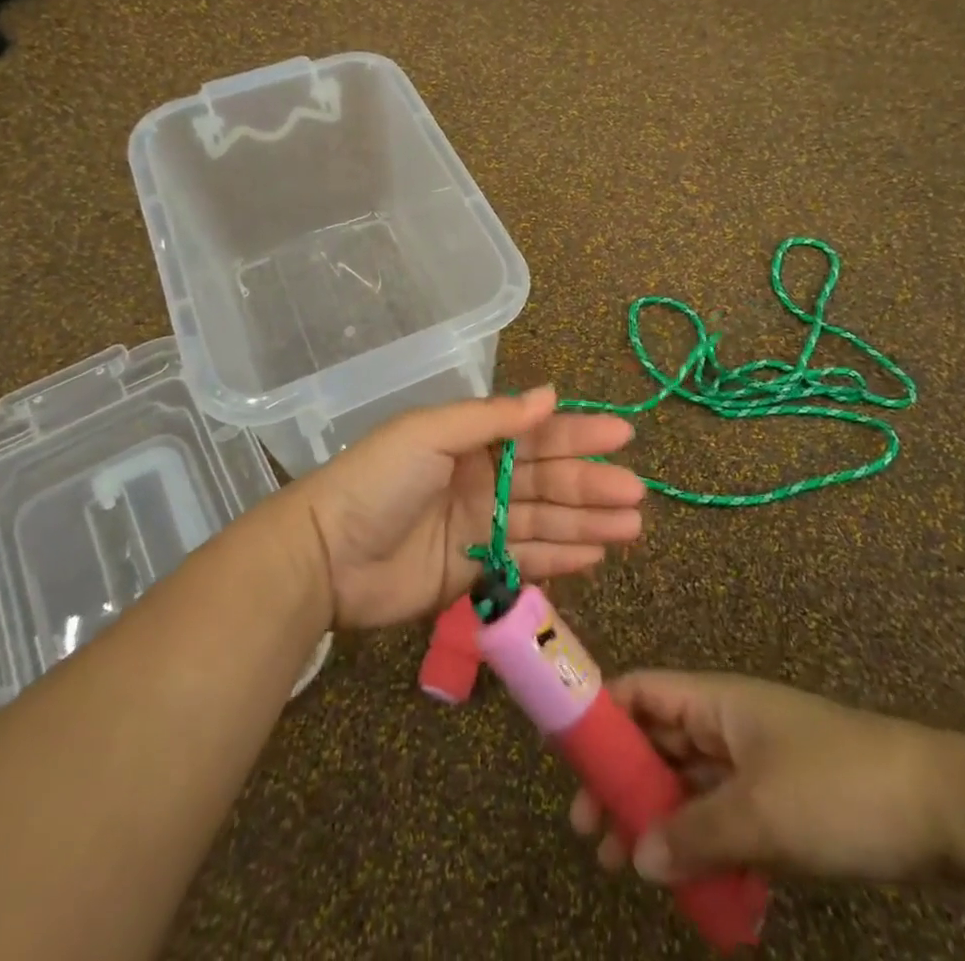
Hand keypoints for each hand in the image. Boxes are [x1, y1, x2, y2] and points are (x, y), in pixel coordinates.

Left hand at [294, 386, 645, 629]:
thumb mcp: (431, 434)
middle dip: (592, 485)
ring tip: (632, 528)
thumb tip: (550, 395)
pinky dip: (561, 557)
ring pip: (545, 521)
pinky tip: (596, 556)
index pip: (535, 434)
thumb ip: (492, 419)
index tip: (623, 436)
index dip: (579, 435)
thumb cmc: (379, 481)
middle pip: (547, 480)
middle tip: (638, 494)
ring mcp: (479, 526)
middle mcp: (480, 479)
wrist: (326, 555)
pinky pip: (526, 560)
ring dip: (588, 522)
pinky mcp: (473, 570)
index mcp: (470, 440)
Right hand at [569, 672, 954, 885]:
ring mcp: (753, 764)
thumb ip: (694, 834)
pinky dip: (698, 843)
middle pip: (657, 742)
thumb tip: (637, 857)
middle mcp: (726, 724)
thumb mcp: (761, 814)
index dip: (600, 714)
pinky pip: (720, 817)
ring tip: (621, 867)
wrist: (940, 810)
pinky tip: (685, 884)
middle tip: (589, 832)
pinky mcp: (778, 803)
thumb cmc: (837, 788)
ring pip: (686, 784)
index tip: (564, 757)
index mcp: (715, 701)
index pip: (641, 692)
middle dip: (620, 781)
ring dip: (654, 819)